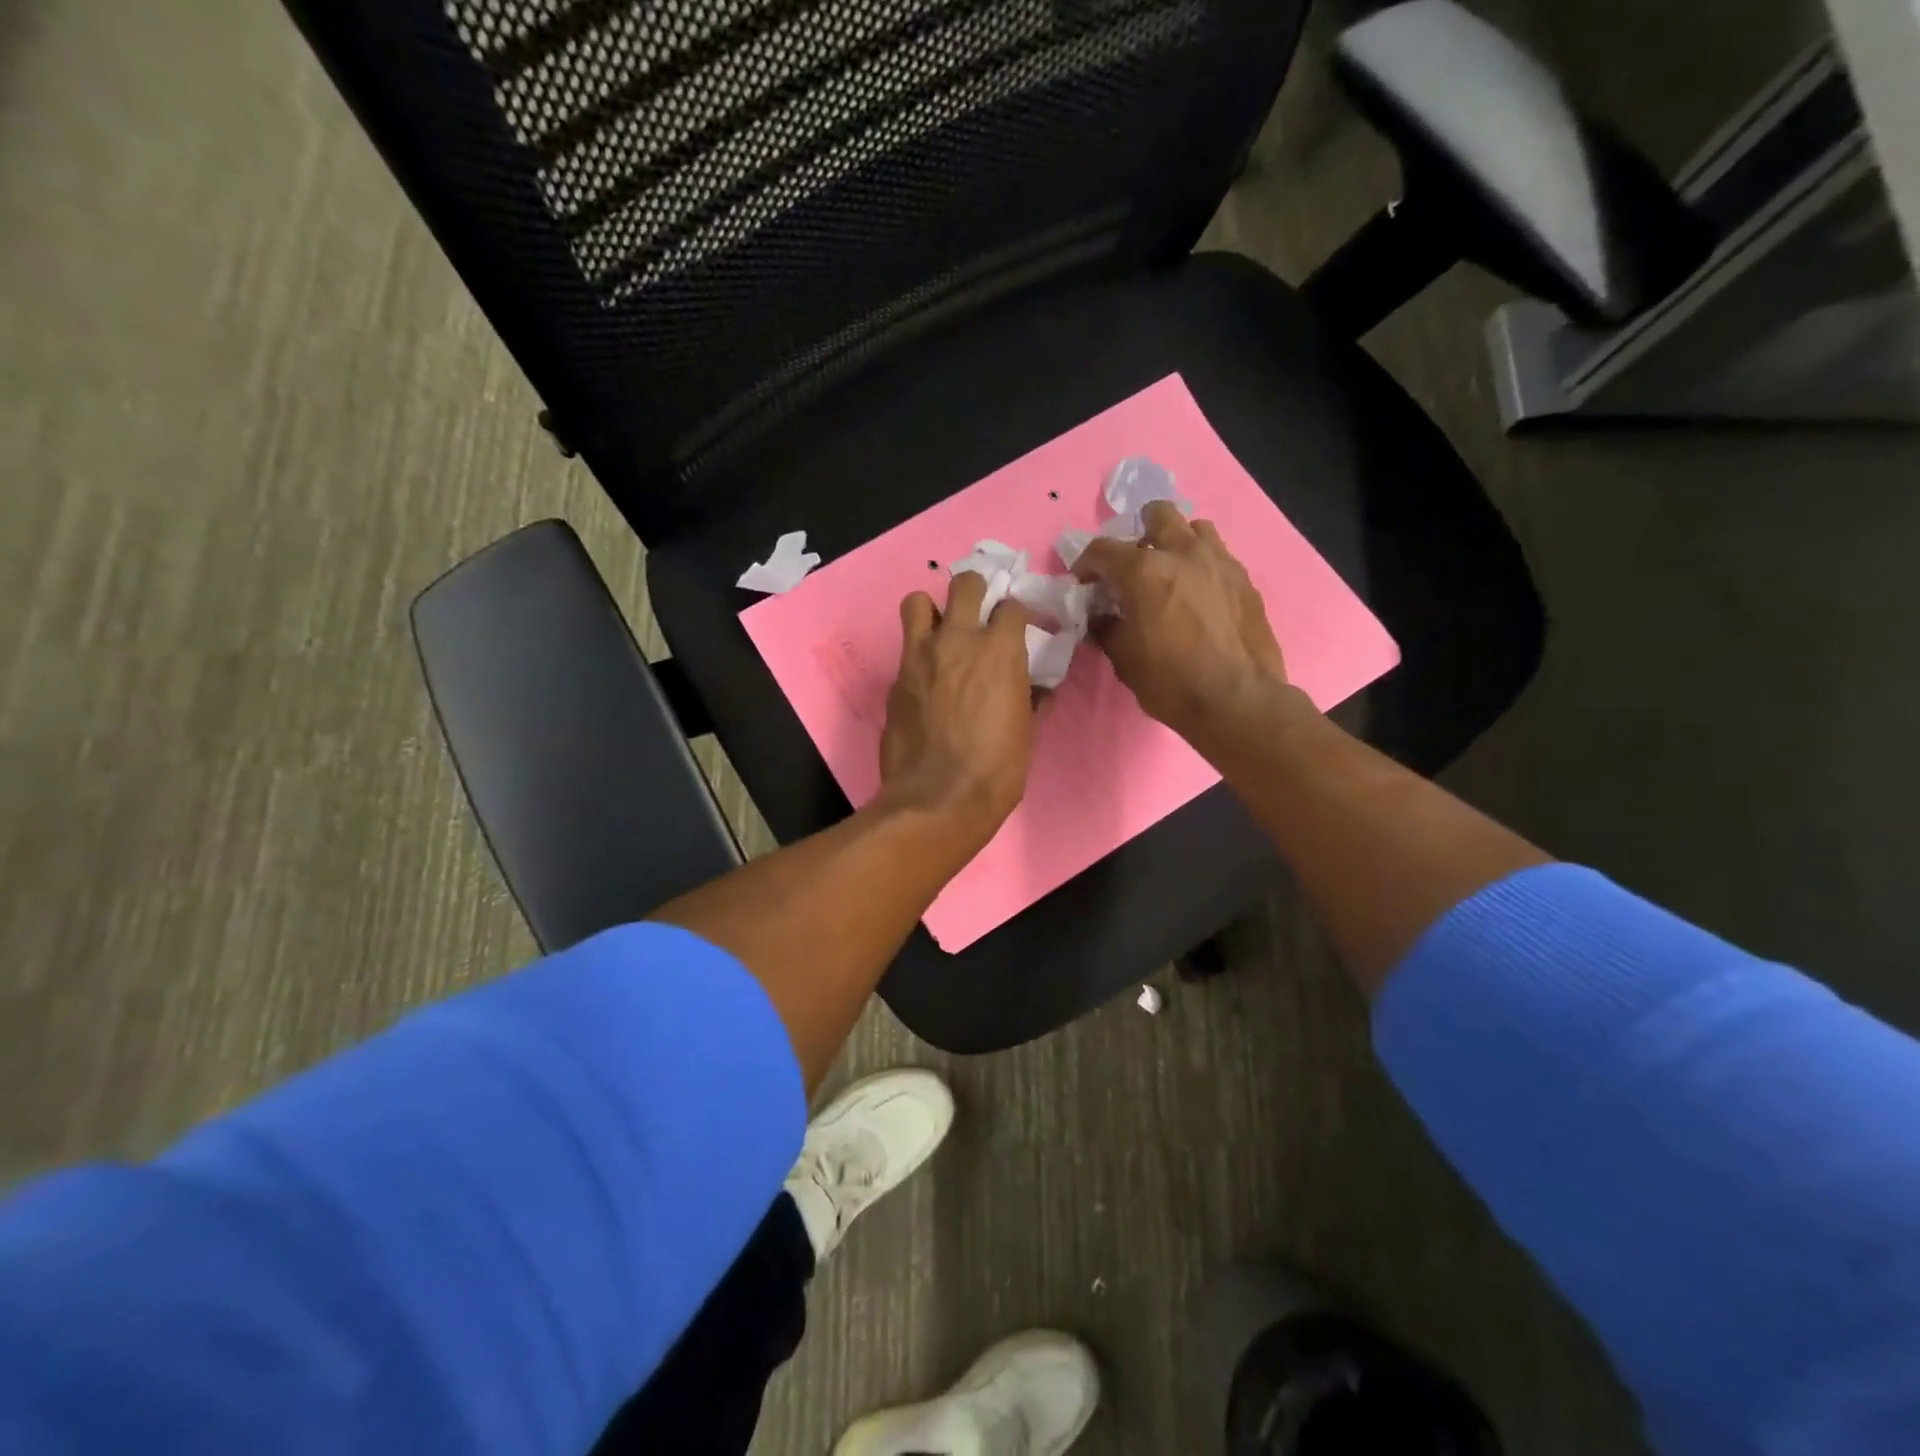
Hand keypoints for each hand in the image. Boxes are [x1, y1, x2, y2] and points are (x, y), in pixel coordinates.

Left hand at [880, 572, 1036, 843]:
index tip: (1018, 627)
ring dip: (931, 611)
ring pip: (917, 602)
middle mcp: (958, 640)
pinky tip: (925, 680)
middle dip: (974, 590)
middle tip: (977, 611)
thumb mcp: (1026, 732)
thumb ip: (1030, 698)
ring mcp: (920, 656)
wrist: (938, 799)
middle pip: (964, 584)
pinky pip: (905, 650)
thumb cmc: (996, 770)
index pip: (1011, 606)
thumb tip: (1036, 688)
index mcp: (1000, 650)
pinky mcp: (895, 679)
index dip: (1016, 614)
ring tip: (939, 633)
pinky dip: (917, 655)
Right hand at [1073, 502, 1305, 750]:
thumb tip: (1100, 617)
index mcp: (1144, 571)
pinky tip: (1199, 596)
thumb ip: (1107, 629)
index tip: (1084, 582)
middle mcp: (1183, 554)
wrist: (1237, 701)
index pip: (1104, 550)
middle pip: (1158, 515)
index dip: (1087, 563)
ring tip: (1172, 572)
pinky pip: (1219, 557)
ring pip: (1195, 529)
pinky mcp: (1245, 580)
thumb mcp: (1124, 659)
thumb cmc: (1171, 682)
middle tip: (1134, 564)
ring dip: (1178, 543)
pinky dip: (1203, 567)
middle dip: (1139, 533)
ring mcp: (1220, 562)